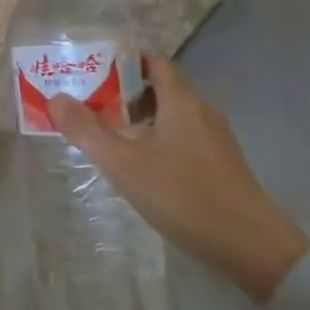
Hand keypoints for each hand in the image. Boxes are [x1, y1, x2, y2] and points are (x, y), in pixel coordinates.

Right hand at [47, 54, 309, 301]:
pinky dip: (156, 138)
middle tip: (88, 104)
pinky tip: (139, 164)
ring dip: (138, 118)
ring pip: (170, 114)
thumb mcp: (125, 165)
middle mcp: (201, 110)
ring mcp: (214, 138)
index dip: (121, 62)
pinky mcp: (219, 163)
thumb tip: (56, 98)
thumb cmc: (185, 196)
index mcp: (182, 101)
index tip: (89, 71)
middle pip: (159, 87)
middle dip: (122, 91)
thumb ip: (87, 131)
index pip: (152, 62)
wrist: (252, 247)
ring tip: (106, 134)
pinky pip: (181, 136)